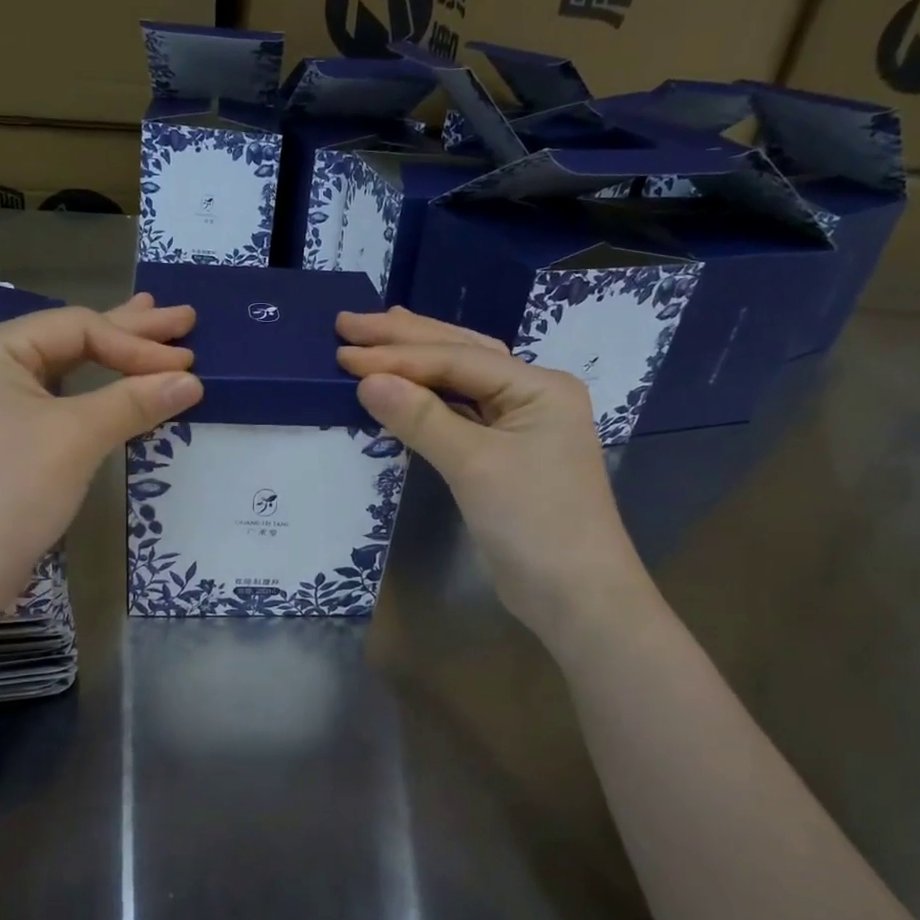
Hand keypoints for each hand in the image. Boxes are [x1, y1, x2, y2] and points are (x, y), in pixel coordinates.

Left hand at [0, 294, 201, 615]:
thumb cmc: (10, 490)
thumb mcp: (76, 438)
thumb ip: (134, 401)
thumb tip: (192, 380)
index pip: (78, 328)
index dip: (137, 344)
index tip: (189, 365)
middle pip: (70, 338)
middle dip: (130, 331)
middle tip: (183, 318)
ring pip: (62, 368)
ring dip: (111, 356)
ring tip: (152, 331)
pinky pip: (53, 399)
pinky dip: (91, 391)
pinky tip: (111, 382)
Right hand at [336, 307, 650, 638]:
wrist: (576, 597)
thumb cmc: (534, 523)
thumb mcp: (475, 466)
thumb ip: (422, 418)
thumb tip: (367, 380)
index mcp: (538, 386)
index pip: (457, 359)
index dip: (398, 355)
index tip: (344, 350)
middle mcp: (532, 396)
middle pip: (460, 355)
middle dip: (404, 339)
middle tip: (350, 322)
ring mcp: (519, 426)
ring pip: (460, 381)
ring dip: (416, 360)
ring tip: (377, 334)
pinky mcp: (503, 456)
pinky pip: (458, 413)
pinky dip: (426, 398)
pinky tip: (403, 386)